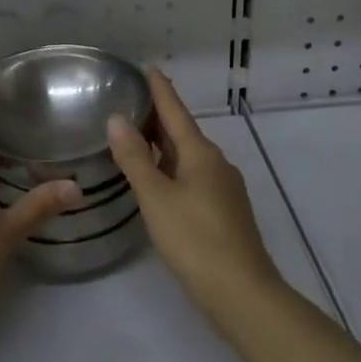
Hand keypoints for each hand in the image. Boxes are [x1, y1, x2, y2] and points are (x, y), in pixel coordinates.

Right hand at [107, 69, 283, 327]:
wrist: (243, 295)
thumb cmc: (196, 241)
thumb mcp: (156, 198)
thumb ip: (134, 159)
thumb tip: (117, 118)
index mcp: (200, 153)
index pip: (175, 110)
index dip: (159, 89)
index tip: (146, 67)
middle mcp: (215, 163)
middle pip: (182, 131)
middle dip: (157, 115)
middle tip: (128, 100)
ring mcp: (223, 188)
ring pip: (187, 155)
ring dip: (163, 143)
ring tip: (135, 136)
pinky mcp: (224, 211)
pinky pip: (192, 175)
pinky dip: (171, 166)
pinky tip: (157, 178)